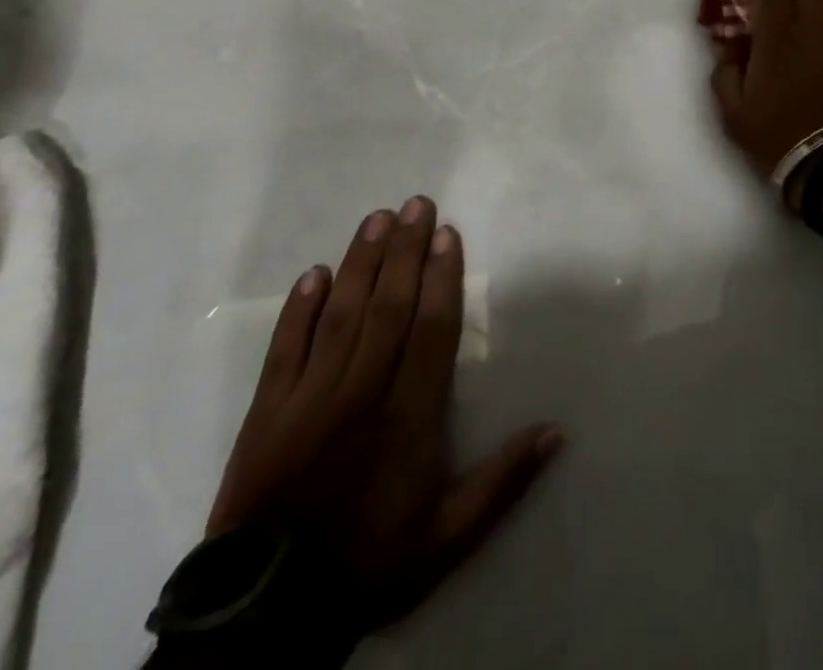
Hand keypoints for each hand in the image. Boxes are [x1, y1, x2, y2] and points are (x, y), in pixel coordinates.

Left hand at [206, 197, 560, 635]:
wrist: (264, 617)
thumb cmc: (368, 563)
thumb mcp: (448, 536)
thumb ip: (503, 481)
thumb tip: (557, 431)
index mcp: (408, 417)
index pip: (430, 330)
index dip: (440, 278)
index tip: (447, 234)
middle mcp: (361, 393)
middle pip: (387, 308)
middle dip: (404, 252)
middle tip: (416, 204)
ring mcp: (308, 400)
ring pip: (340, 316)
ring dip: (361, 264)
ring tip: (376, 219)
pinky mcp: (266, 414)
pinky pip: (284, 350)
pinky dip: (298, 310)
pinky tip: (314, 273)